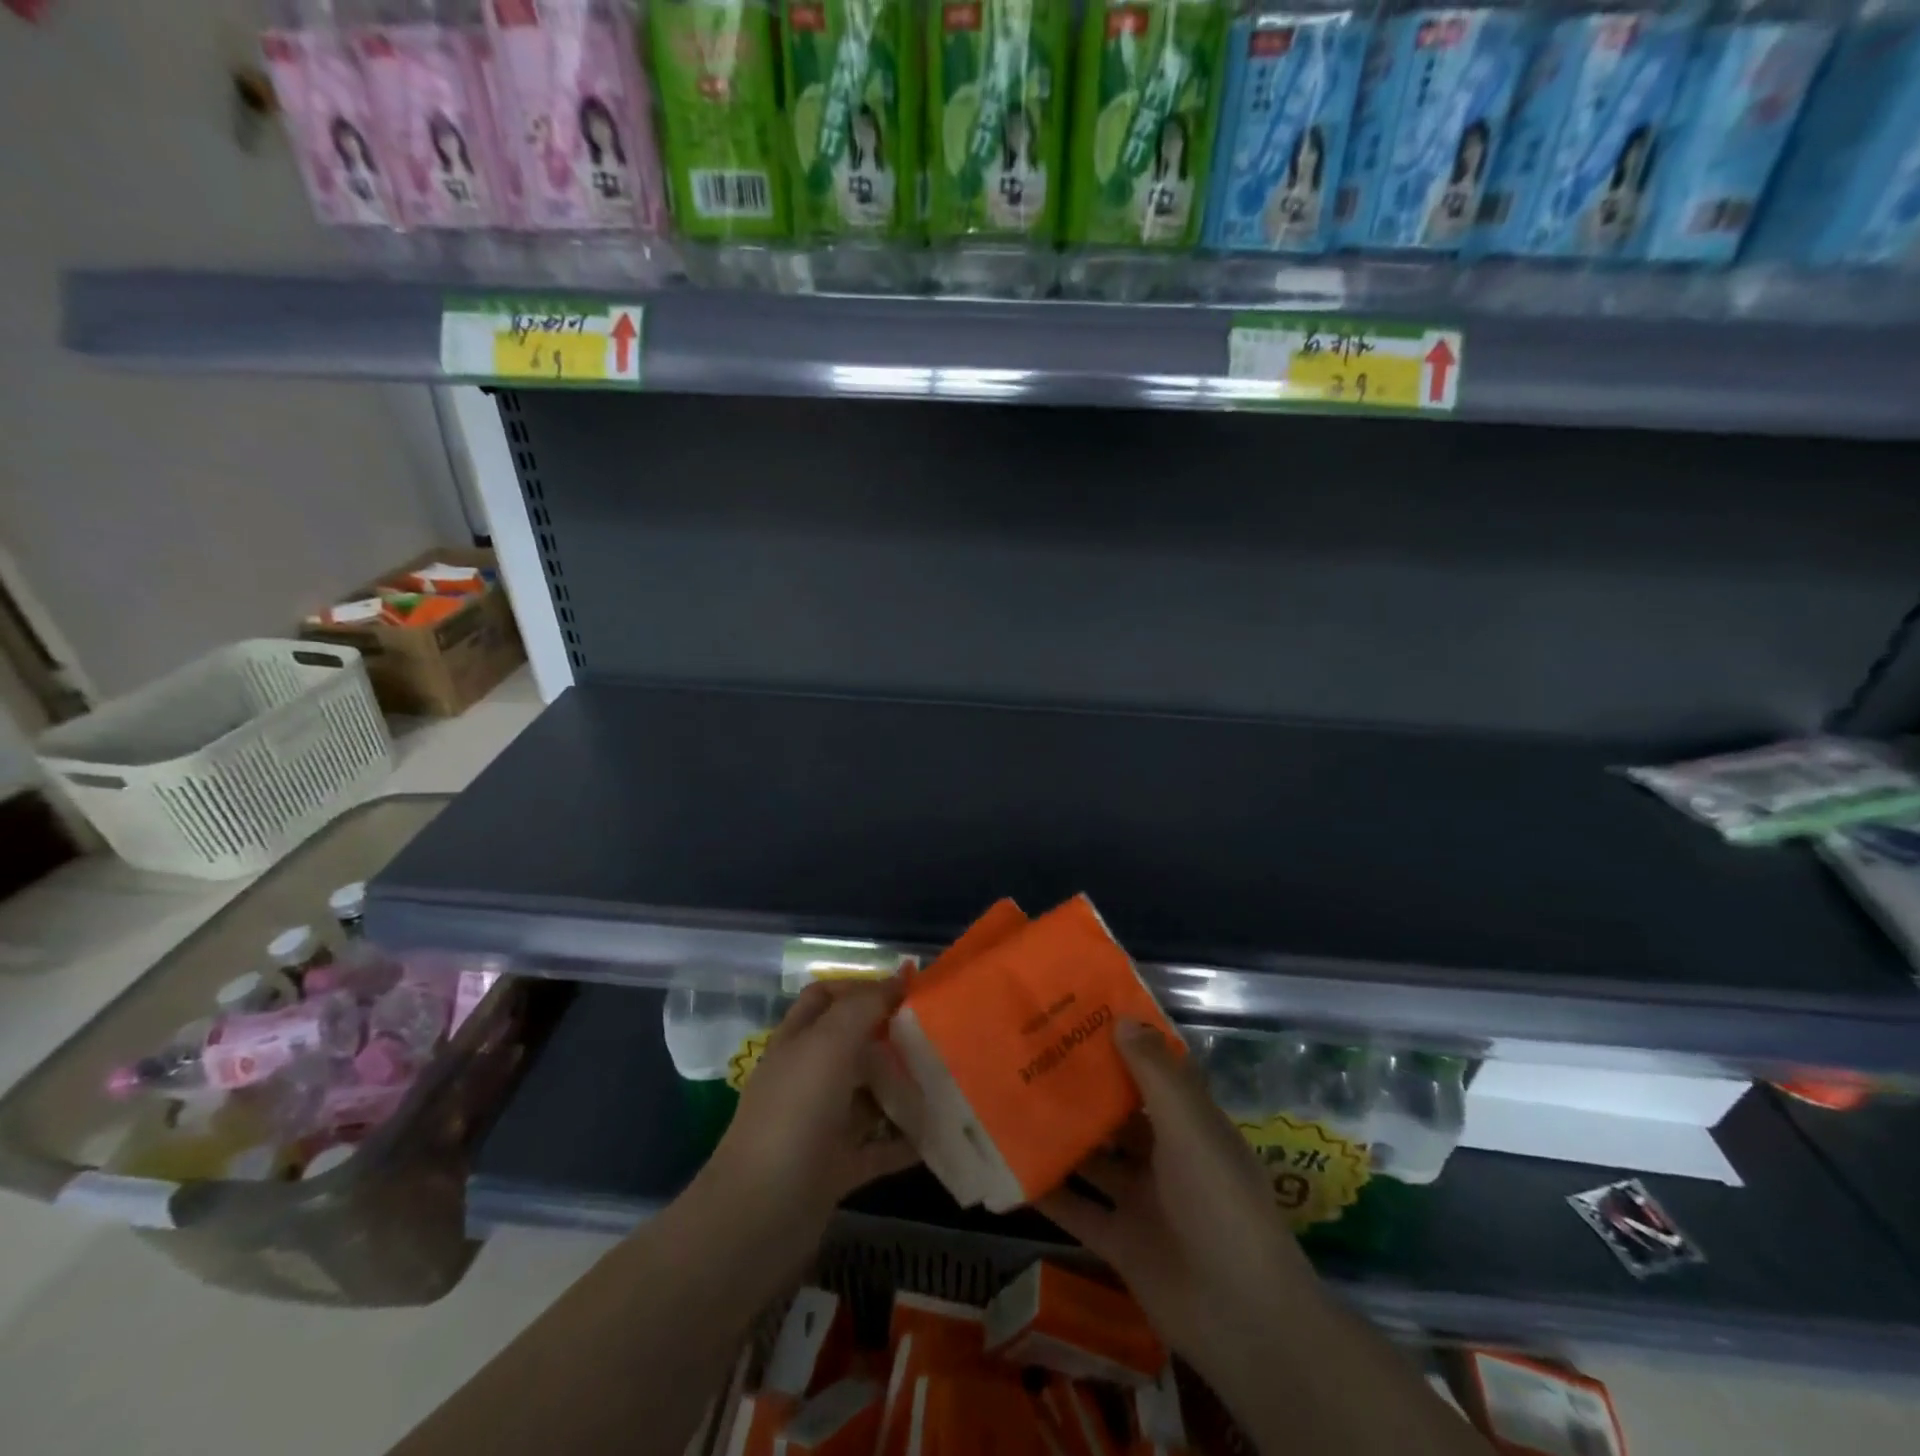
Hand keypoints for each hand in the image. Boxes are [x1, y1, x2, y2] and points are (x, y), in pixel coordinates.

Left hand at [702, 979, 920, 1240]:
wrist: (759, 1217)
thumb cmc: (794, 1116)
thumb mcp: (828, 1046)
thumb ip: (862, 1007)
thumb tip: (898, 977)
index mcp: (798, 1042)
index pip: (827, 998)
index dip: (862, 987)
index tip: (909, 990)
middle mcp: (808, 1078)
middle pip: (854, 1045)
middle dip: (891, 1037)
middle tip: (939, 1035)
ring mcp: (821, 1124)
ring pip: (869, 1095)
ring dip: (904, 1088)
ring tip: (948, 1079)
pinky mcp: (836, 1168)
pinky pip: (879, 1146)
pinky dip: (906, 1140)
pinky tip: (939, 1133)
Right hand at [1037, 1021, 1317, 1401]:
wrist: (1243, 1318)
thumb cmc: (1221, 1203)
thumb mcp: (1191, 1126)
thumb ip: (1155, 1073)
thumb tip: (1121, 1018)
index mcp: (1190, 1124)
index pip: (1153, 1073)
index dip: (1122, 1045)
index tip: (1080, 1017)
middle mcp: (1165, 1156)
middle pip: (1117, 1114)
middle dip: (1082, 1088)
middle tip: (1032, 1054)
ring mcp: (1142, 1200)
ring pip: (1093, 1158)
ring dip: (1061, 1135)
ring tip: (1012, 1100)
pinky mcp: (1119, 1242)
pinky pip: (1077, 1210)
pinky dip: (1048, 1192)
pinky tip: (1011, 1168)